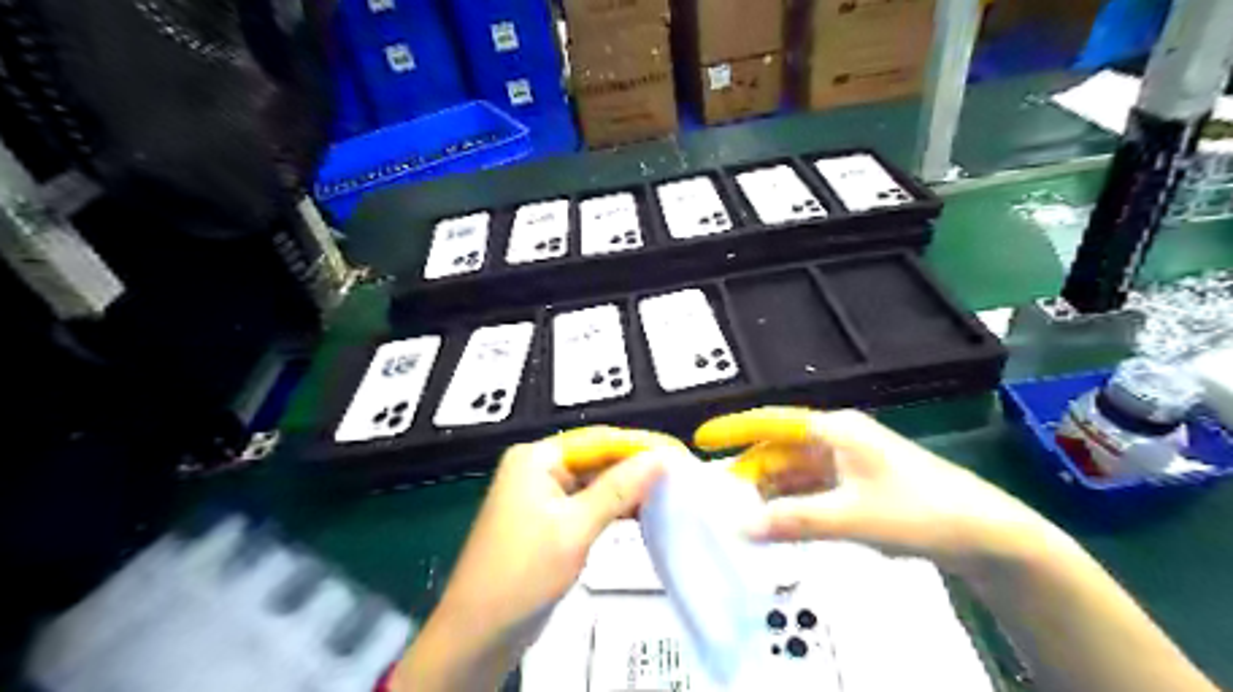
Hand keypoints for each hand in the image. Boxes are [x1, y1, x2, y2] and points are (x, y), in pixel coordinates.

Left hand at [395, 423, 683, 688]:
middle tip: (681, 473)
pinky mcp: (548, 519)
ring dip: (627, 488)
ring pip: (594, 482)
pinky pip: (587, 503)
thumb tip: (662, 458)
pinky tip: (642, 511)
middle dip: (636, 467)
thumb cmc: (523, 573)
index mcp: (537, 457)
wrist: (479, 633)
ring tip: (670, 491)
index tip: (679, 452)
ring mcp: (542, 494)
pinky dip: (612, 507)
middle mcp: (538, 467)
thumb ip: (620, 489)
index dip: (640, 445)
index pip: (599, 440)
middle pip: (597, 458)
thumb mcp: (576, 528)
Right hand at [692, 404, 1059, 579]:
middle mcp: (835, 441)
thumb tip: (742, 526)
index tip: (702, 440)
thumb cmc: (919, 510)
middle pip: (778, 452)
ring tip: (740, 516)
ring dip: (769, 493)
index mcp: (834, 431)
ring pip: (792, 474)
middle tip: (719, 499)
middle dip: (749, 472)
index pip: (772, 423)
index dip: (736, 429)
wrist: (981, 533)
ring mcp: (845, 464)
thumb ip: (794, 520)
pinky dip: (790, 506)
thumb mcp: (851, 516)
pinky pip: (809, 491)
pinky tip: (775, 524)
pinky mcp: (853, 486)